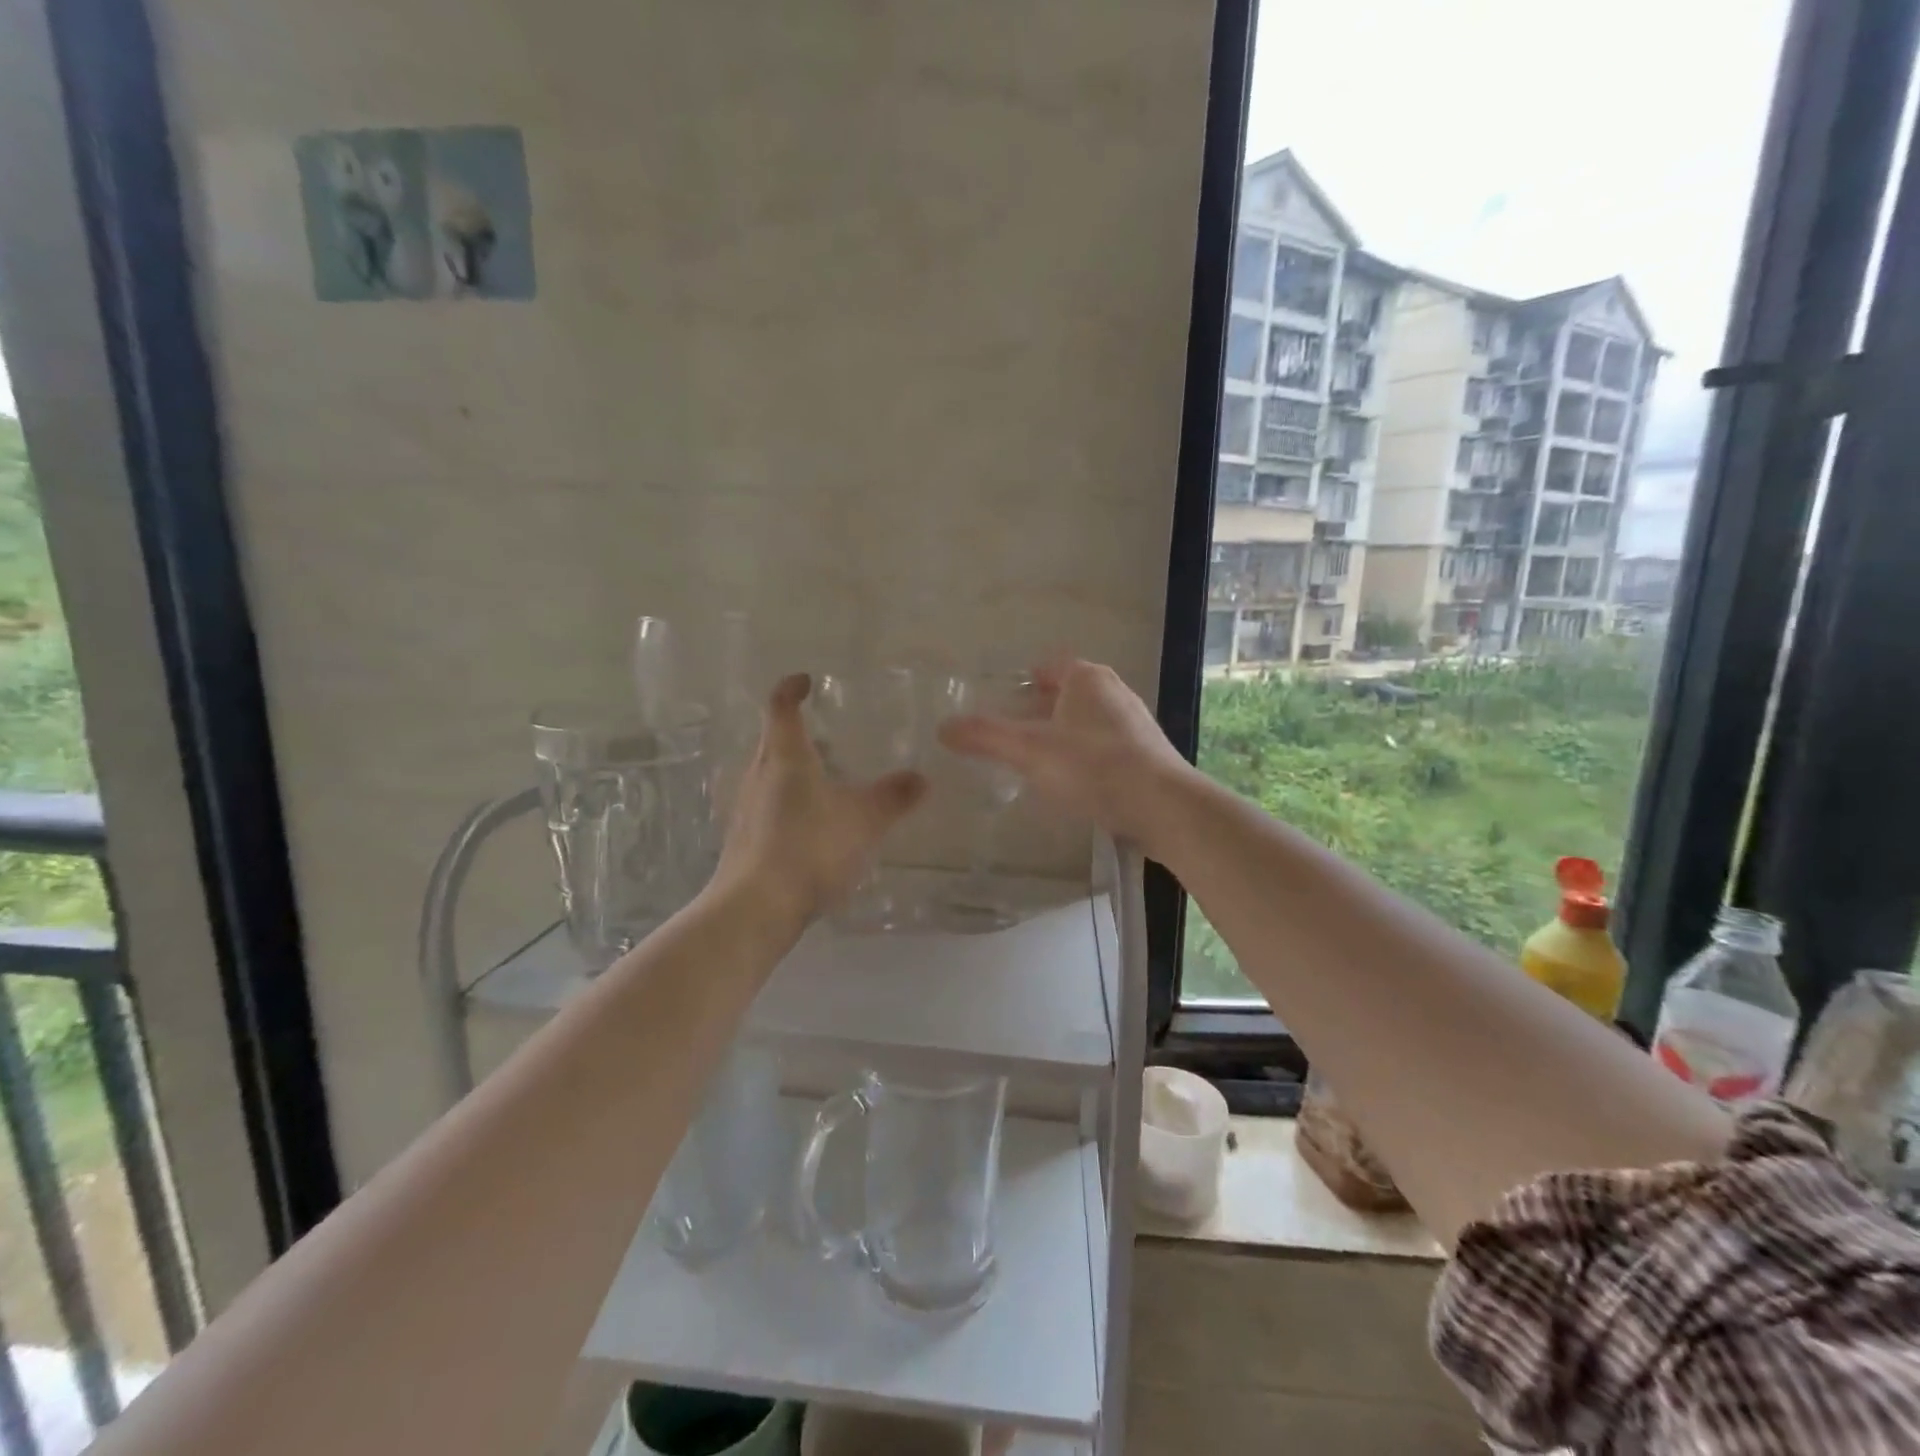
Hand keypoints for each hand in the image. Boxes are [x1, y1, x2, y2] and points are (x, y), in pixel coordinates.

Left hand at [714, 673, 927, 922]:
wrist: (755, 907)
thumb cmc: (810, 848)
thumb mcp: (865, 821)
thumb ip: (894, 797)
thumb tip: (922, 778)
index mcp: (784, 757)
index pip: (781, 706)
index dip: (792, 688)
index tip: (807, 681)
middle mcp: (758, 774)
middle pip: (772, 739)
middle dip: (797, 731)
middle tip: (827, 735)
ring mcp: (745, 808)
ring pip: (768, 774)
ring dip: (792, 770)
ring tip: (825, 780)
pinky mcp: (743, 838)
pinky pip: (767, 805)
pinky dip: (787, 802)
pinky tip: (811, 826)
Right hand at [937, 657, 1195, 850]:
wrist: (1163, 807)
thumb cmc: (1093, 767)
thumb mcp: (1029, 750)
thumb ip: (985, 737)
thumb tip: (943, 727)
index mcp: (1086, 679)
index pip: (1049, 666)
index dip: (1024, 680)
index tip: (1003, 700)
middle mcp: (1114, 692)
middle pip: (1067, 694)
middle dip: (1040, 710)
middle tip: (1012, 734)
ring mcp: (1134, 723)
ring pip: (1087, 721)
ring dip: (1063, 735)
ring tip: (1037, 761)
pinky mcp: (1147, 754)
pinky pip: (1105, 747)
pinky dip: (1085, 757)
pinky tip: (1075, 784)